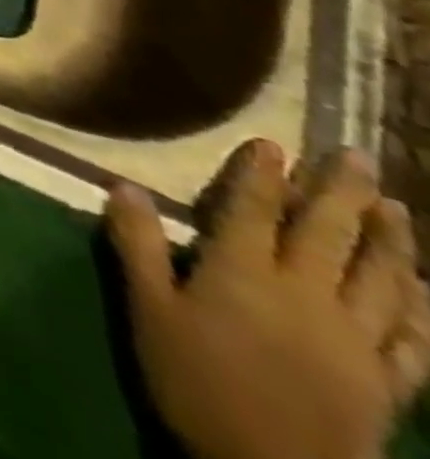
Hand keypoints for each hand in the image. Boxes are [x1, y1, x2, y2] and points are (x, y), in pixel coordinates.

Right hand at [107, 141, 429, 458]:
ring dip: (389, 241)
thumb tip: (125, 185)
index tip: (272, 143)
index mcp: (244, 274)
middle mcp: (304, 295)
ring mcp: (353, 341)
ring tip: (396, 208)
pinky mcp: (383, 382)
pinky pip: (410, 339)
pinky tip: (421, 290)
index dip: (261, 175)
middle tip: (357, 156)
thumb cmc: (196, 380)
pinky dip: (419, 309)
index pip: (253, 210)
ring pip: (380, 281)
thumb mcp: (149, 310)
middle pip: (327, 236)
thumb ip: (138, 245)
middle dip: (341, 194)